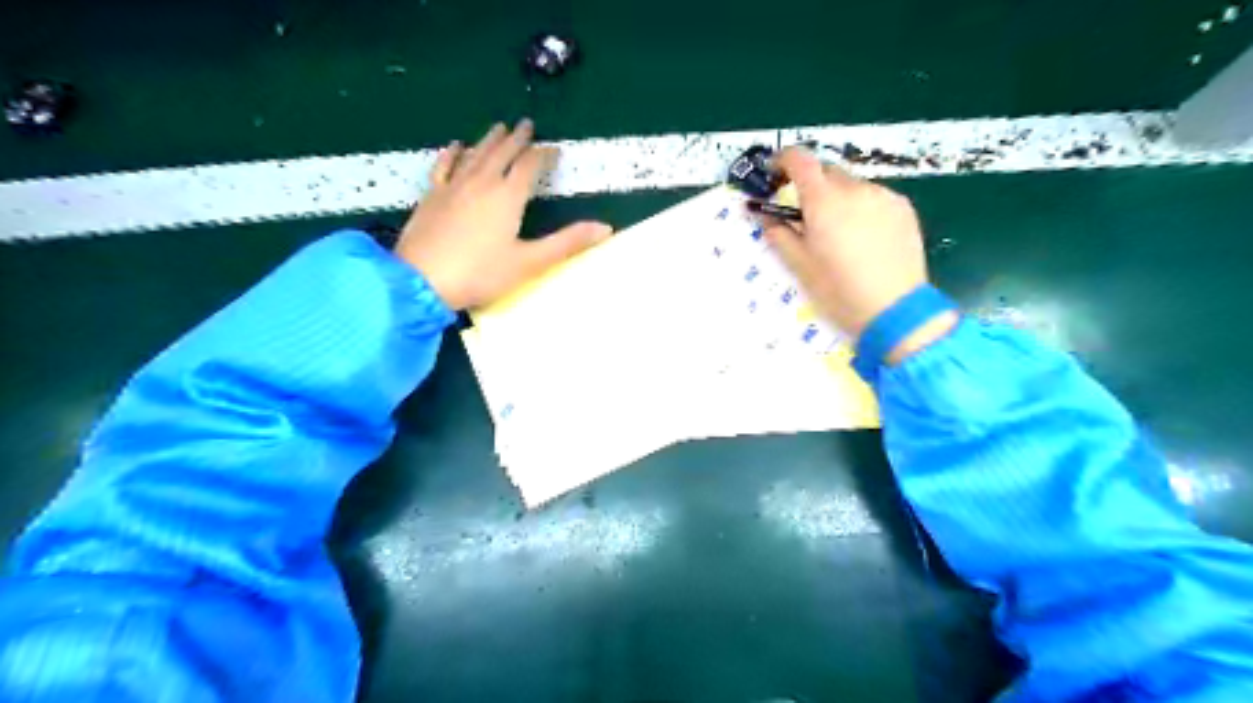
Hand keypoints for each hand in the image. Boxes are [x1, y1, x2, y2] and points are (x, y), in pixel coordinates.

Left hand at [396, 117, 612, 310]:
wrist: (421, 281)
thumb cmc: (481, 274)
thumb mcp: (530, 262)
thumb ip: (567, 243)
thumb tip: (605, 228)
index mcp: (508, 197)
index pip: (530, 166)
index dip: (543, 155)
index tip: (554, 149)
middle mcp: (481, 183)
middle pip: (502, 153)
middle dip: (517, 139)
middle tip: (527, 125)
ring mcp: (453, 187)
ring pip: (475, 155)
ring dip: (489, 140)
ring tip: (499, 127)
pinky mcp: (431, 196)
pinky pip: (444, 166)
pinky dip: (452, 154)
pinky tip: (455, 146)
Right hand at [760, 147, 956, 364]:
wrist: (895, 311)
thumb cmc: (839, 292)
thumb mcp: (800, 267)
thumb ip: (779, 235)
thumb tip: (764, 215)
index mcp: (823, 201)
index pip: (800, 160)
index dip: (783, 160)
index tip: (775, 172)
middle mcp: (854, 189)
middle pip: (826, 171)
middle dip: (812, 186)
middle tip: (806, 216)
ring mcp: (883, 196)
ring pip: (852, 185)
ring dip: (838, 198)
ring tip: (839, 233)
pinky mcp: (903, 208)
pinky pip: (874, 196)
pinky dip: (862, 207)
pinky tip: (864, 238)